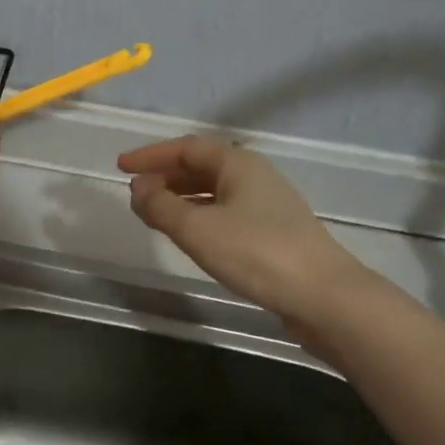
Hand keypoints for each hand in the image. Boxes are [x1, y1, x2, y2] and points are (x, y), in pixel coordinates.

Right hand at [118, 135, 374, 321]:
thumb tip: (138, 188)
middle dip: (165, 176)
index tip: (120, 166)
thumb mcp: (197, 229)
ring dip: (181, 197)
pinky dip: (200, 216)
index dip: (150, 155)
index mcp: (238, 164)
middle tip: (135, 192)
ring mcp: (268, 205)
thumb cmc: (256, 253)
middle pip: (201, 167)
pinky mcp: (274, 233)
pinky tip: (191, 236)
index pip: (186, 148)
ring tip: (155, 214)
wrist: (324, 296)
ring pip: (214, 191)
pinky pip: (226, 212)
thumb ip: (161, 207)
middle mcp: (254, 177)